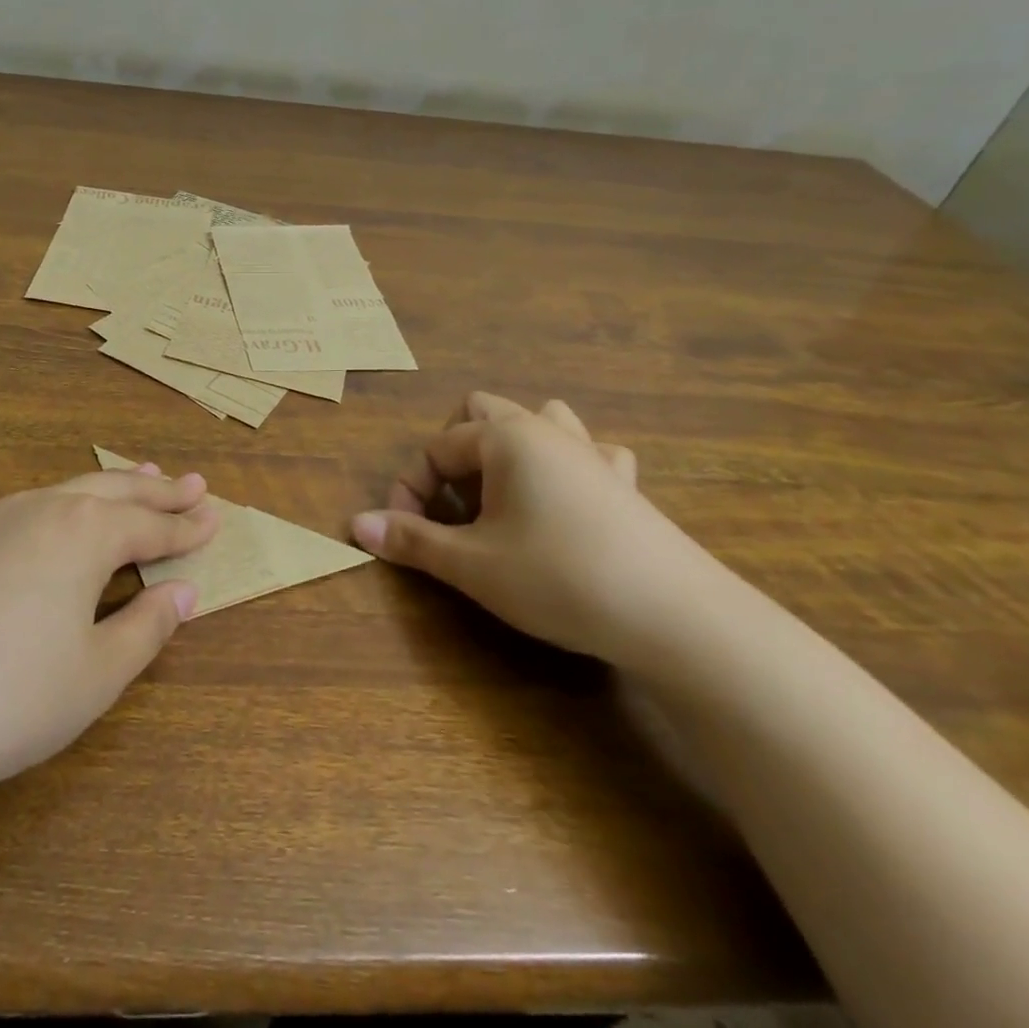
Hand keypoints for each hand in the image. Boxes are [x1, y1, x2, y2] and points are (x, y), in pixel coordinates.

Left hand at [0, 425, 216, 815]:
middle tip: (192, 485)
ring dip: (101, 482)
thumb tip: (184, 592)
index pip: (152, 530)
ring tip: (134, 473)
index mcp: (89, 537)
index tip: (216, 519)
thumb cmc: (13, 700)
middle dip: (157, 493)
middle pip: (114, 495)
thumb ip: (147, 626)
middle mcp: (44, 510)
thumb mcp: (98, 673)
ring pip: (59, 487)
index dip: (187, 529)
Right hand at [351, 392, 715, 666]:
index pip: (435, 449)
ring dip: (508, 448)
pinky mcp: (625, 483)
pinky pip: (588, 452)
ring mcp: (591, 452)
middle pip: (482, 412)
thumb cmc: (557, 577)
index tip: (403, 536)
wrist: (673, 615)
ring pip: (538, 420)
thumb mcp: (472, 564)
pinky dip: (565, 465)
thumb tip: (355, 525)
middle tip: (450, 505)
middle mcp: (546, 430)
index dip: (409, 490)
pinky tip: (565, 500)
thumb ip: (411, 540)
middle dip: (454, 453)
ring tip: (500, 495)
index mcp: (505, 437)